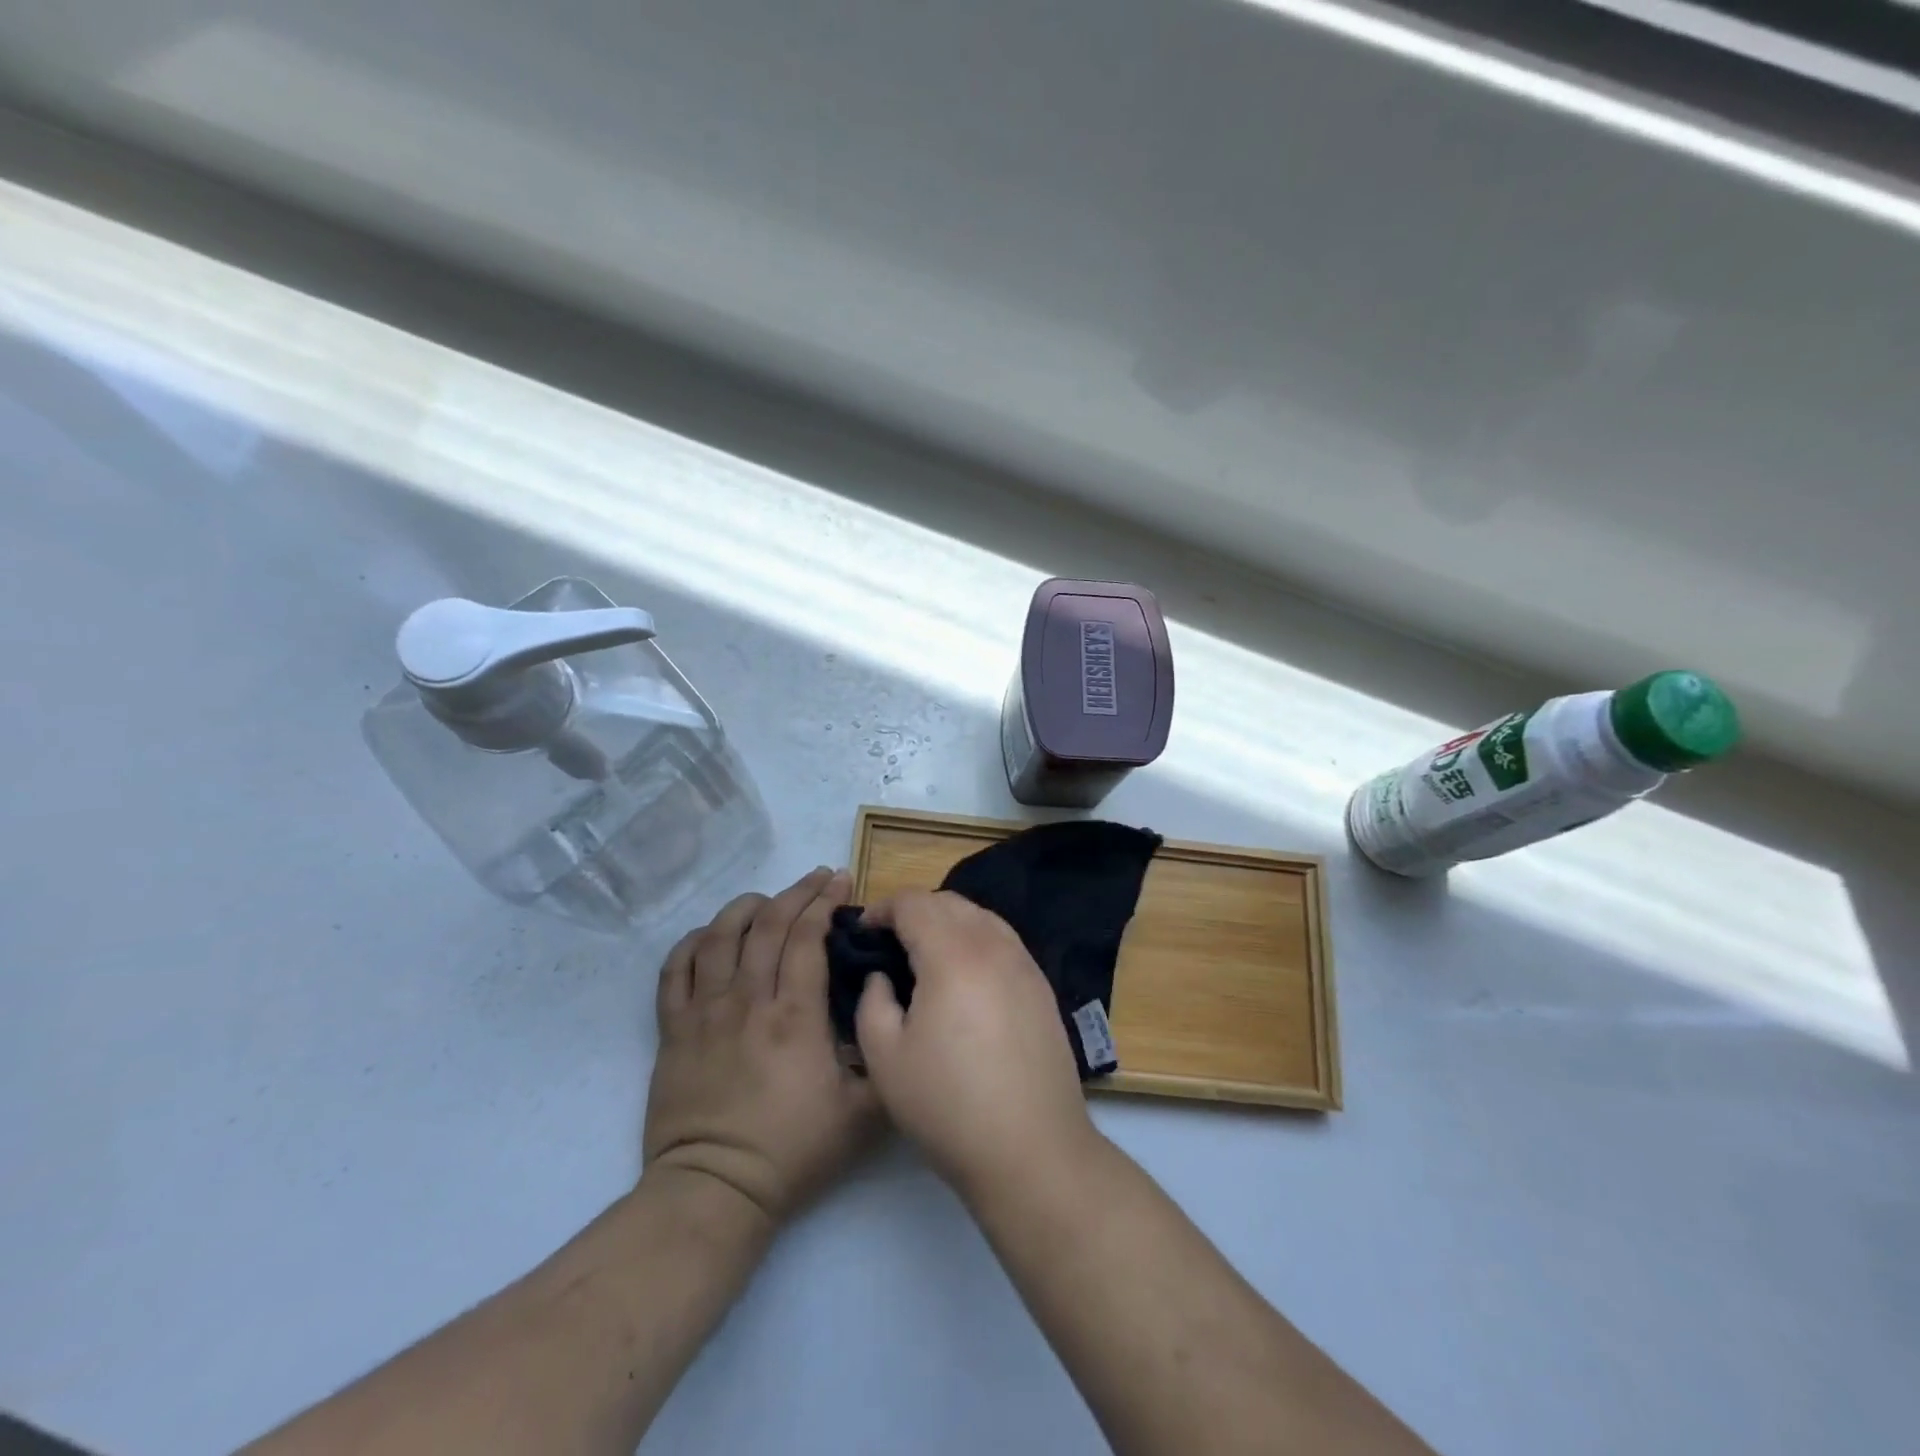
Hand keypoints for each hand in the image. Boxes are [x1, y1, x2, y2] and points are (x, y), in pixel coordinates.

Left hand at [644, 868, 879, 1225]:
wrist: (715, 1190)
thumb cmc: (792, 1151)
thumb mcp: (862, 1113)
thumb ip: (883, 1059)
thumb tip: (891, 1015)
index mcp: (794, 1015)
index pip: (806, 937)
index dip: (824, 901)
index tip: (841, 880)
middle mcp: (747, 1000)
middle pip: (767, 925)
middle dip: (796, 892)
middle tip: (817, 878)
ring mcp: (704, 1012)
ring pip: (719, 937)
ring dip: (744, 907)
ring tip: (766, 899)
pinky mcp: (673, 1030)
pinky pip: (675, 970)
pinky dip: (692, 943)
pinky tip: (710, 935)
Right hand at [855, 890, 1098, 1200]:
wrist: (1032, 1150)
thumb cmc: (948, 1105)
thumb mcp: (885, 1058)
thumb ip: (872, 1002)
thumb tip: (883, 976)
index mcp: (952, 955)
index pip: (914, 903)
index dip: (882, 909)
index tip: (862, 932)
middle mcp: (993, 946)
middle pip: (949, 902)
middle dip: (914, 911)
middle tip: (889, 943)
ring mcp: (1024, 964)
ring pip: (981, 917)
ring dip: (947, 922)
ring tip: (925, 955)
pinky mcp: (1042, 986)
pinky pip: (1003, 941)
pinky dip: (976, 940)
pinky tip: (964, 976)